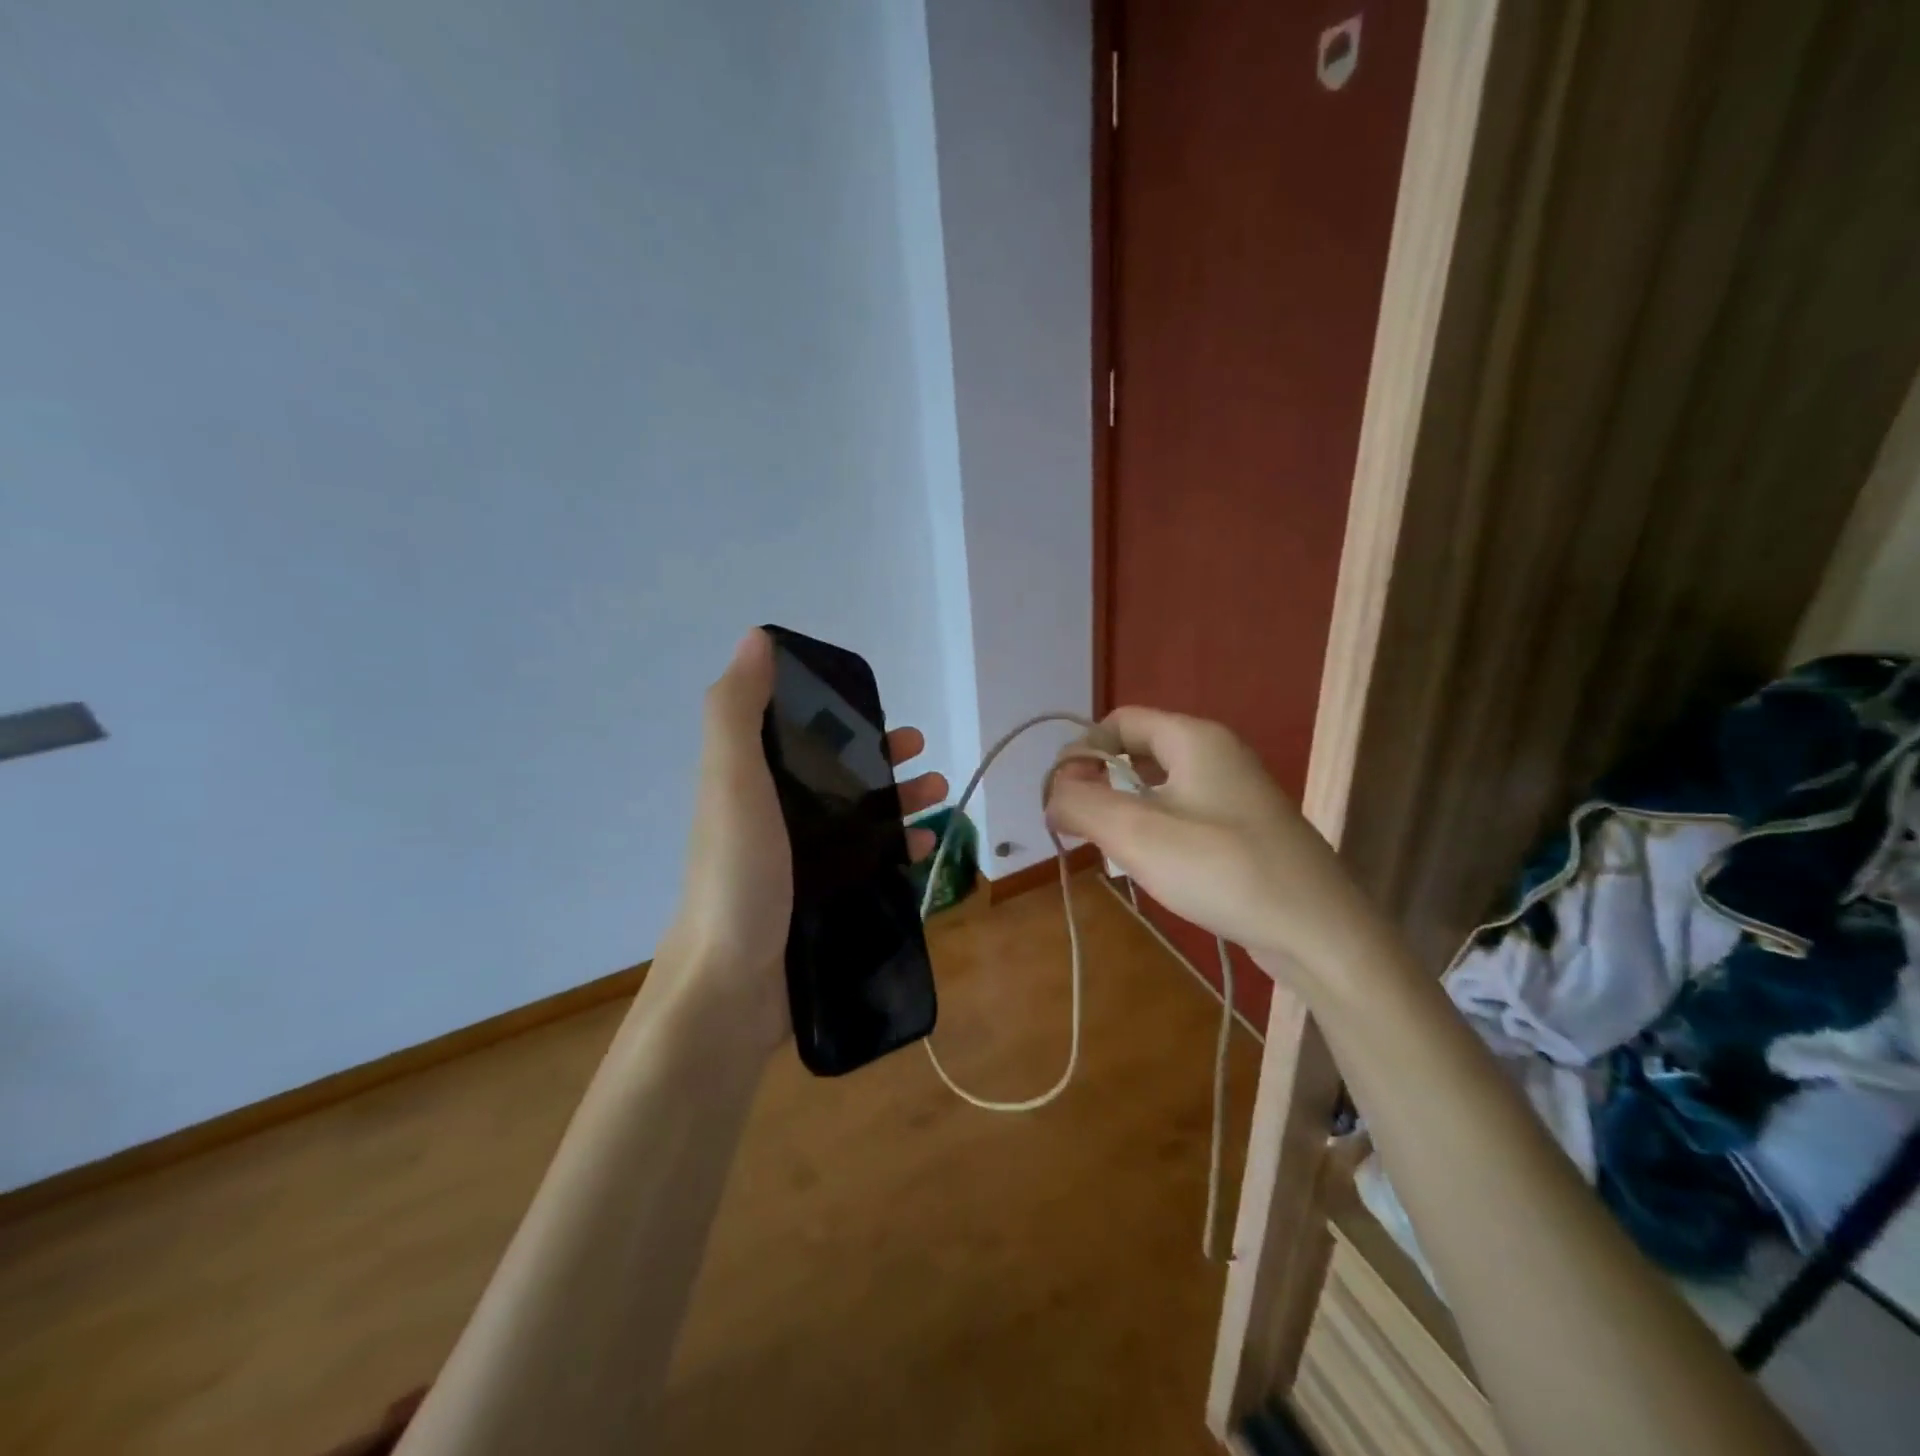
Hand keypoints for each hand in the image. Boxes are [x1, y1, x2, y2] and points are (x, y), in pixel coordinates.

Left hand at [656, 629, 947, 1049]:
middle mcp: (773, 817)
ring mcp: (798, 864)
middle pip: (834, 774)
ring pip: (857, 817)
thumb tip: (758, 637)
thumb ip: (738, 711)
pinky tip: (927, 848)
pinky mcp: (820, 902)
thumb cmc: (736, 876)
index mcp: (749, 782)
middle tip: (922, 752)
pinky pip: (868, 863)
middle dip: (880, 757)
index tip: (875, 708)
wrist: (729, 989)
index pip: (796, 731)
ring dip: (899, 800)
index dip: (834, 712)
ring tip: (942, 795)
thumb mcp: (731, 782)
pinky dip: (898, 849)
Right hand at [1044, 707, 1367, 976]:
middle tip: (1080, 826)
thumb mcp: (1137, 833)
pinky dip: (1155, 829)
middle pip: (1138, 750)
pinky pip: (1183, 812)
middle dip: (1100, 783)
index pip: (1119, 721)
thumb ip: (1082, 804)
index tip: (1062, 797)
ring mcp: (1235, 792)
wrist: (1319, 931)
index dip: (1082, 751)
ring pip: (1159, 785)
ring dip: (1125, 810)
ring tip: (1109, 849)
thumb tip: (1052, 795)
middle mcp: (1217, 754)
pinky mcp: (1244, 828)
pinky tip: (1150, 866)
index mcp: (1194, 738)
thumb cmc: (1223, 869)